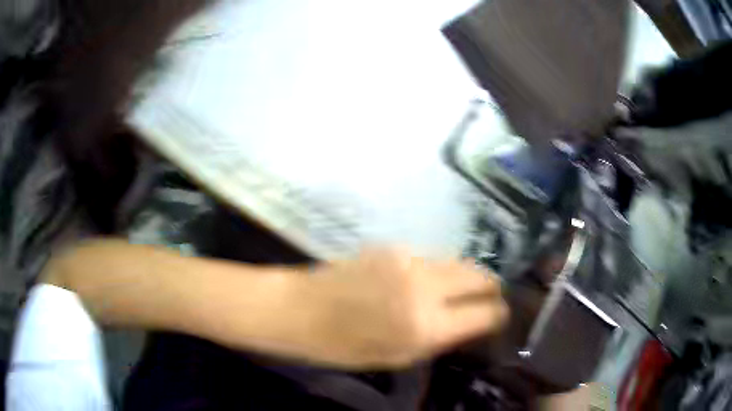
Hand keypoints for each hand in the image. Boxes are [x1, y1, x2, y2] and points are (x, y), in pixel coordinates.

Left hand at [290, 249, 508, 368]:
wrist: (302, 308)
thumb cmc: (345, 346)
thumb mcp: (398, 357)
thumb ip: (441, 339)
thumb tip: (473, 323)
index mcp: (426, 324)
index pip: (486, 313)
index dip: (499, 315)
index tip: (500, 317)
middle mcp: (425, 286)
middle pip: (481, 276)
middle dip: (491, 288)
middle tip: (488, 300)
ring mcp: (409, 259)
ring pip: (459, 262)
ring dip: (466, 278)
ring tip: (459, 292)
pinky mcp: (394, 246)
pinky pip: (432, 258)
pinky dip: (439, 271)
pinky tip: (424, 282)